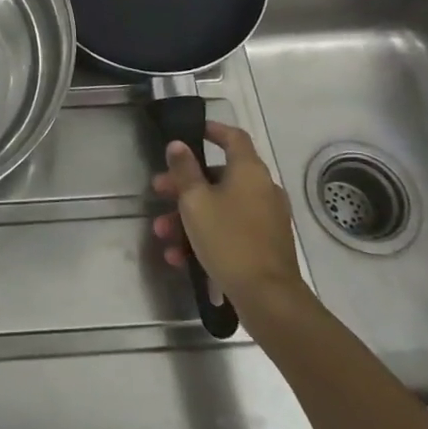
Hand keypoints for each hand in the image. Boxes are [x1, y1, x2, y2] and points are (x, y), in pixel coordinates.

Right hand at [151, 121, 306, 322]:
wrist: (268, 298)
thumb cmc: (229, 239)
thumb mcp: (196, 202)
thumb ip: (184, 170)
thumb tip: (178, 144)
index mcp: (249, 171)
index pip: (233, 137)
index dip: (213, 130)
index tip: (192, 132)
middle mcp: (262, 189)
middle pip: (219, 176)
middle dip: (184, 185)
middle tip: (159, 192)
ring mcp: (266, 218)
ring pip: (220, 207)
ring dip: (189, 217)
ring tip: (163, 234)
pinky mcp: (265, 245)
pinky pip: (230, 230)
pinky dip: (206, 236)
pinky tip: (180, 258)